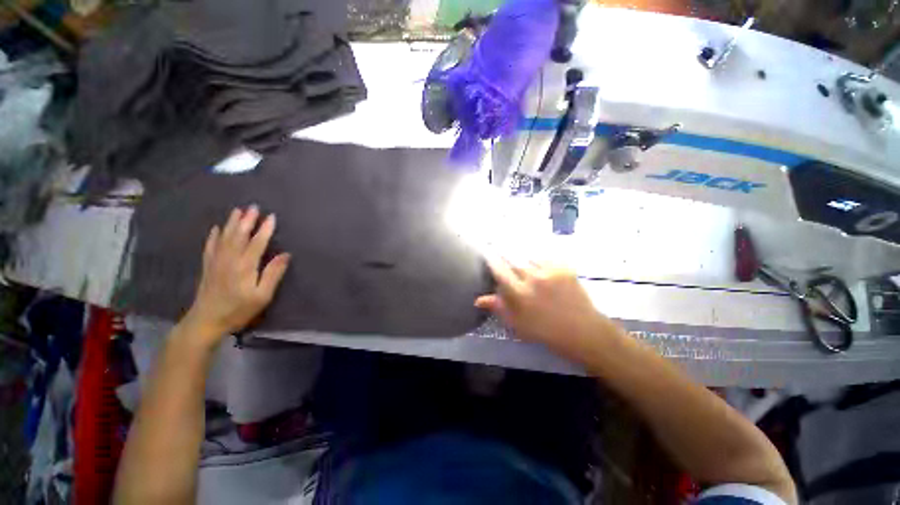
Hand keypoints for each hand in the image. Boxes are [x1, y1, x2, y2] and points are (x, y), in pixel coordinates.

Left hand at [183, 206, 290, 344]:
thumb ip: (273, 274)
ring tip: (238, 210)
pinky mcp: (208, 266)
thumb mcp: (262, 295)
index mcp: (244, 266)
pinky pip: (210, 246)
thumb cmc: (239, 310)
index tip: (272, 216)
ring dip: (232, 223)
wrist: (206, 321)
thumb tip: (285, 254)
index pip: (257, 242)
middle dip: (247, 220)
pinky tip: (216, 228)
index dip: (265, 229)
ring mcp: (216, 261)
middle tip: (253, 206)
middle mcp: (229, 259)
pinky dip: (214, 236)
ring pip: (224, 237)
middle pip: (238, 235)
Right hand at [475, 257, 621, 361]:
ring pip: (529, 256)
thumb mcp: (517, 324)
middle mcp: (533, 278)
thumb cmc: (545, 331)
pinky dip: (539, 259)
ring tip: (522, 260)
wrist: (583, 332)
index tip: (486, 252)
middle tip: (500, 249)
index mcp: (519, 293)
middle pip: (513, 258)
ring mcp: (550, 271)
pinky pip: (546, 257)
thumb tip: (478, 299)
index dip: (491, 259)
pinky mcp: (564, 268)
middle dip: (505, 253)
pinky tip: (539, 264)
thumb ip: (498, 307)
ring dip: (522, 257)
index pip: (499, 270)